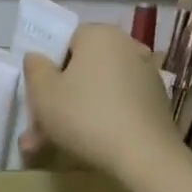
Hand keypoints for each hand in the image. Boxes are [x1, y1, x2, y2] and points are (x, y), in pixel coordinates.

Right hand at [20, 23, 180, 176]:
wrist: (146, 157)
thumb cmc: (85, 115)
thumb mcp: (43, 92)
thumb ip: (34, 68)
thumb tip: (37, 57)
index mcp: (99, 34)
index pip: (65, 41)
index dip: (47, 67)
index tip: (37, 94)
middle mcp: (127, 46)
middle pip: (82, 69)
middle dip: (59, 98)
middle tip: (38, 129)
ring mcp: (146, 75)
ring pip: (98, 91)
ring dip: (75, 114)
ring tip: (52, 147)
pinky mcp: (157, 102)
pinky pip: (118, 105)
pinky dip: (101, 121)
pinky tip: (84, 148)